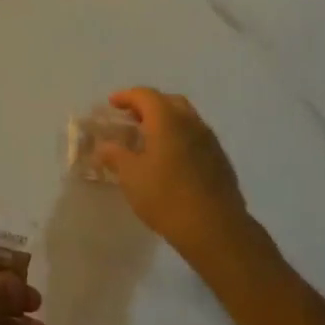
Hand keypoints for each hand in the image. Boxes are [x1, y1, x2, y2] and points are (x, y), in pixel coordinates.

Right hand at [97, 88, 271, 264]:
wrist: (215, 229)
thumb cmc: (166, 197)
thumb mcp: (130, 176)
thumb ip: (115, 155)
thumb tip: (105, 146)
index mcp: (168, 120)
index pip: (145, 95)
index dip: (126, 96)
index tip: (112, 104)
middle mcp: (191, 123)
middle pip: (169, 101)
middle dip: (148, 105)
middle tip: (131, 118)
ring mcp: (210, 141)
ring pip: (186, 119)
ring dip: (166, 121)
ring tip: (148, 139)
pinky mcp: (220, 160)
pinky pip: (196, 137)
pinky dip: (179, 137)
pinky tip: (170, 159)